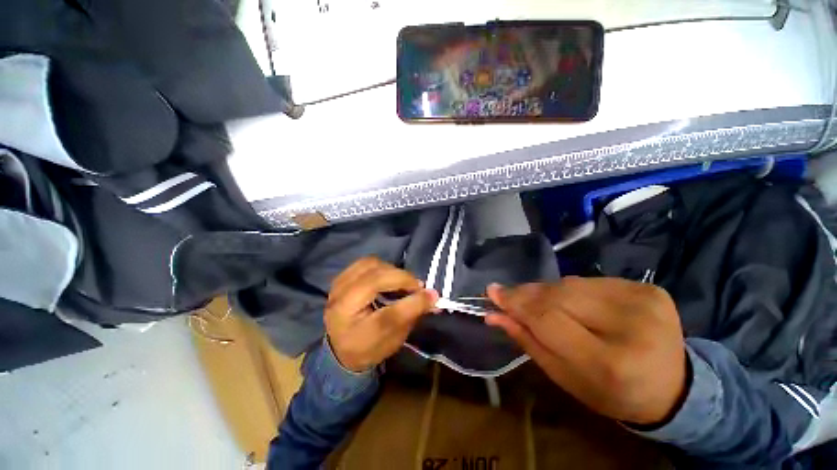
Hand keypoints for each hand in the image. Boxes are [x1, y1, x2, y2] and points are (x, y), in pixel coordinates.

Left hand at [325, 257, 438, 372]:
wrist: (341, 349)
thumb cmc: (369, 347)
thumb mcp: (393, 339)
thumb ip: (413, 315)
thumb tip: (433, 295)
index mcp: (352, 332)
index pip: (387, 315)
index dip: (412, 302)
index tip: (432, 294)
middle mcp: (340, 304)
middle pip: (375, 280)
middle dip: (403, 279)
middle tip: (417, 287)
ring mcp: (338, 287)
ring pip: (370, 264)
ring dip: (391, 270)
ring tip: (402, 281)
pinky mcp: (341, 278)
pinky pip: (364, 262)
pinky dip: (381, 266)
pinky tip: (388, 276)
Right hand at [485, 277, 686, 425]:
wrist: (671, 386)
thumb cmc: (610, 392)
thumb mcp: (563, 376)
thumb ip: (527, 340)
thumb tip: (494, 313)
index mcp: (611, 363)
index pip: (548, 318)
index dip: (516, 302)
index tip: (492, 292)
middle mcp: (632, 326)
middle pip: (558, 296)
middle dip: (527, 294)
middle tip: (506, 295)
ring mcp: (644, 301)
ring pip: (571, 285)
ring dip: (547, 292)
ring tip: (537, 302)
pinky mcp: (648, 288)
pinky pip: (589, 281)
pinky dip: (571, 290)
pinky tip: (572, 303)